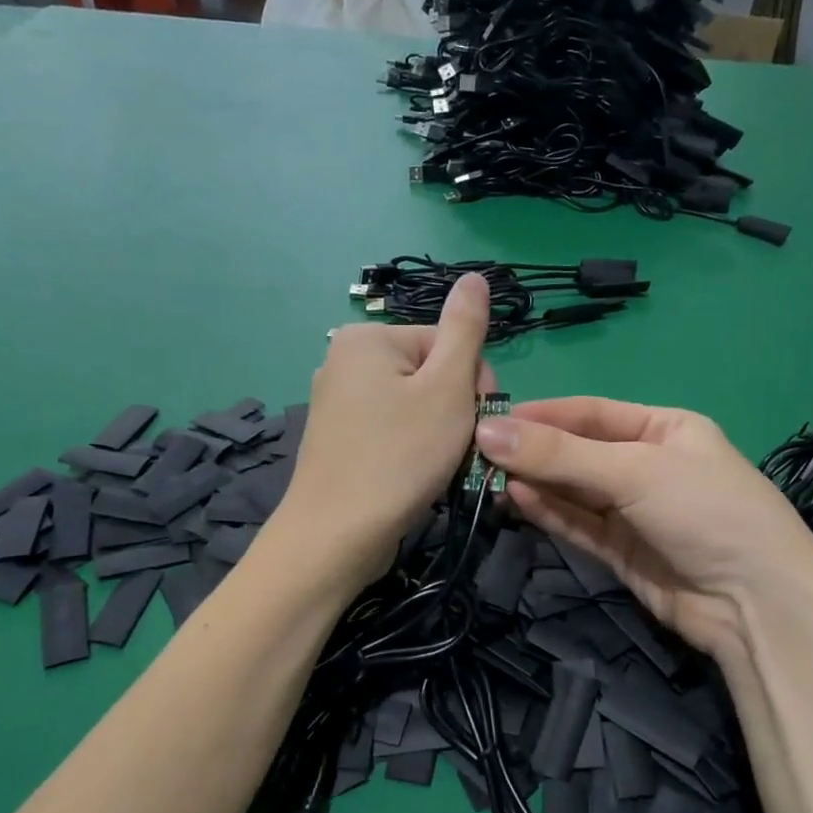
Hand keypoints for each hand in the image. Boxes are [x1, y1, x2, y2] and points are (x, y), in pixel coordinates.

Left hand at [273, 275, 492, 588]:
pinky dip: (412, 450)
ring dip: (439, 435)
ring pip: (415, 406)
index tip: (476, 423)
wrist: (338, 536)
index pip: (448, 344)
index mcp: (367, 337)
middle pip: (431, 374)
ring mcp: (336, 402)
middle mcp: (344, 360)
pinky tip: (414, 476)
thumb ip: (465, 329)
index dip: (473, 384)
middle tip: (456, 450)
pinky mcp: (338, 439)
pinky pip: (392, 430)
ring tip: (436, 468)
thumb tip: (475, 277)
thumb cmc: (400, 456)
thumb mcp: (447, 388)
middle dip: (455, 411)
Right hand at [474, 398, 812, 659]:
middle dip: (534, 452)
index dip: (543, 415)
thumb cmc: (705, 512)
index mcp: (665, 428)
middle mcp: (647, 465)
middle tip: (479, 452)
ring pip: (574, 491)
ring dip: (536, 483)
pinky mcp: (621, 551)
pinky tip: (517, 500)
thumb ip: (560, 455)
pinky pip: (578, 524)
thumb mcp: (634, 471)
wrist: (755, 604)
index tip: (492, 418)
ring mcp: (634, 511)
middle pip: (578, 452)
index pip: (592, 413)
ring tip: (489, 478)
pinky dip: (549, 512)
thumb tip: (488, 432)